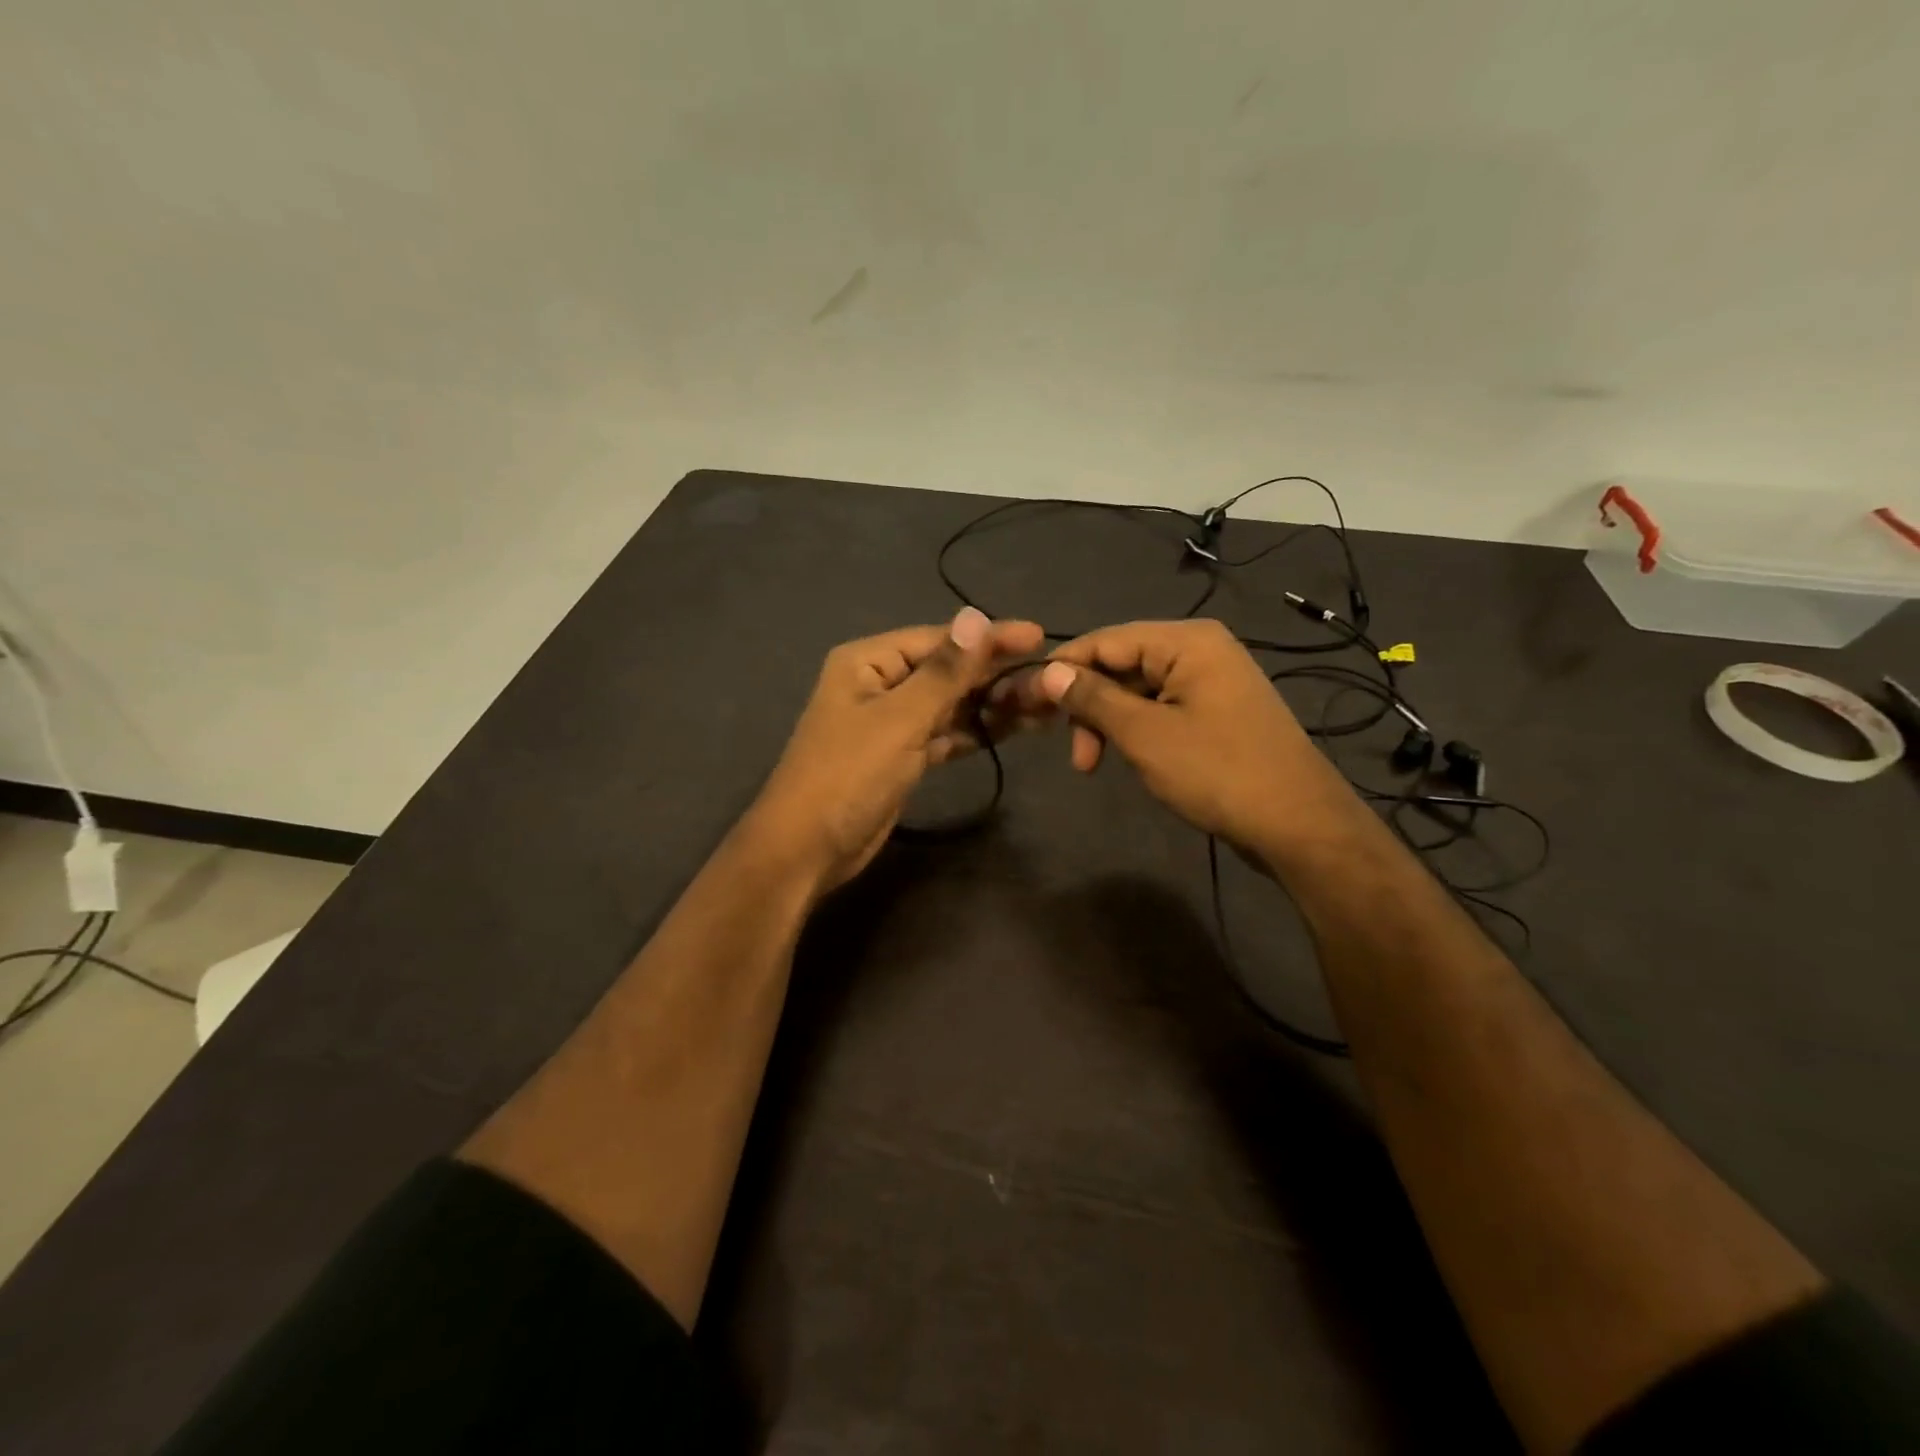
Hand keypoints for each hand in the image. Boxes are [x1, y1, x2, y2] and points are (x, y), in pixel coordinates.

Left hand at [748, 607, 1044, 891]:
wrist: (807, 849)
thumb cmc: (849, 775)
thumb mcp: (899, 719)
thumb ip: (944, 671)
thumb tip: (975, 615)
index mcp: (869, 662)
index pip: (941, 640)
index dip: (990, 639)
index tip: (1039, 636)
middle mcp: (881, 684)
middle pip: (949, 671)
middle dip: (997, 674)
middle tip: (1052, 678)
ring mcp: (892, 722)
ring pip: (952, 704)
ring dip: (993, 704)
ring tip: (1046, 703)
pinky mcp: (903, 756)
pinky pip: (947, 733)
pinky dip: (978, 731)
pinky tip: (1016, 727)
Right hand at [1035, 619, 1362, 859]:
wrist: (1298, 824)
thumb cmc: (1217, 772)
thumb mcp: (1145, 734)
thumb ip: (1093, 699)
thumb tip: (1048, 672)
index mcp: (1186, 641)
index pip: (1104, 640)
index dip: (1064, 669)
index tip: (1030, 705)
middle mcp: (1200, 649)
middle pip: (1121, 663)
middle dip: (1090, 706)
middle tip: (1076, 756)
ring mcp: (1212, 681)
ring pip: (1139, 690)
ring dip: (1110, 723)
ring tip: (1095, 764)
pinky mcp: (1216, 711)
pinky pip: (1162, 708)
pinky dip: (1137, 730)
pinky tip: (1130, 758)